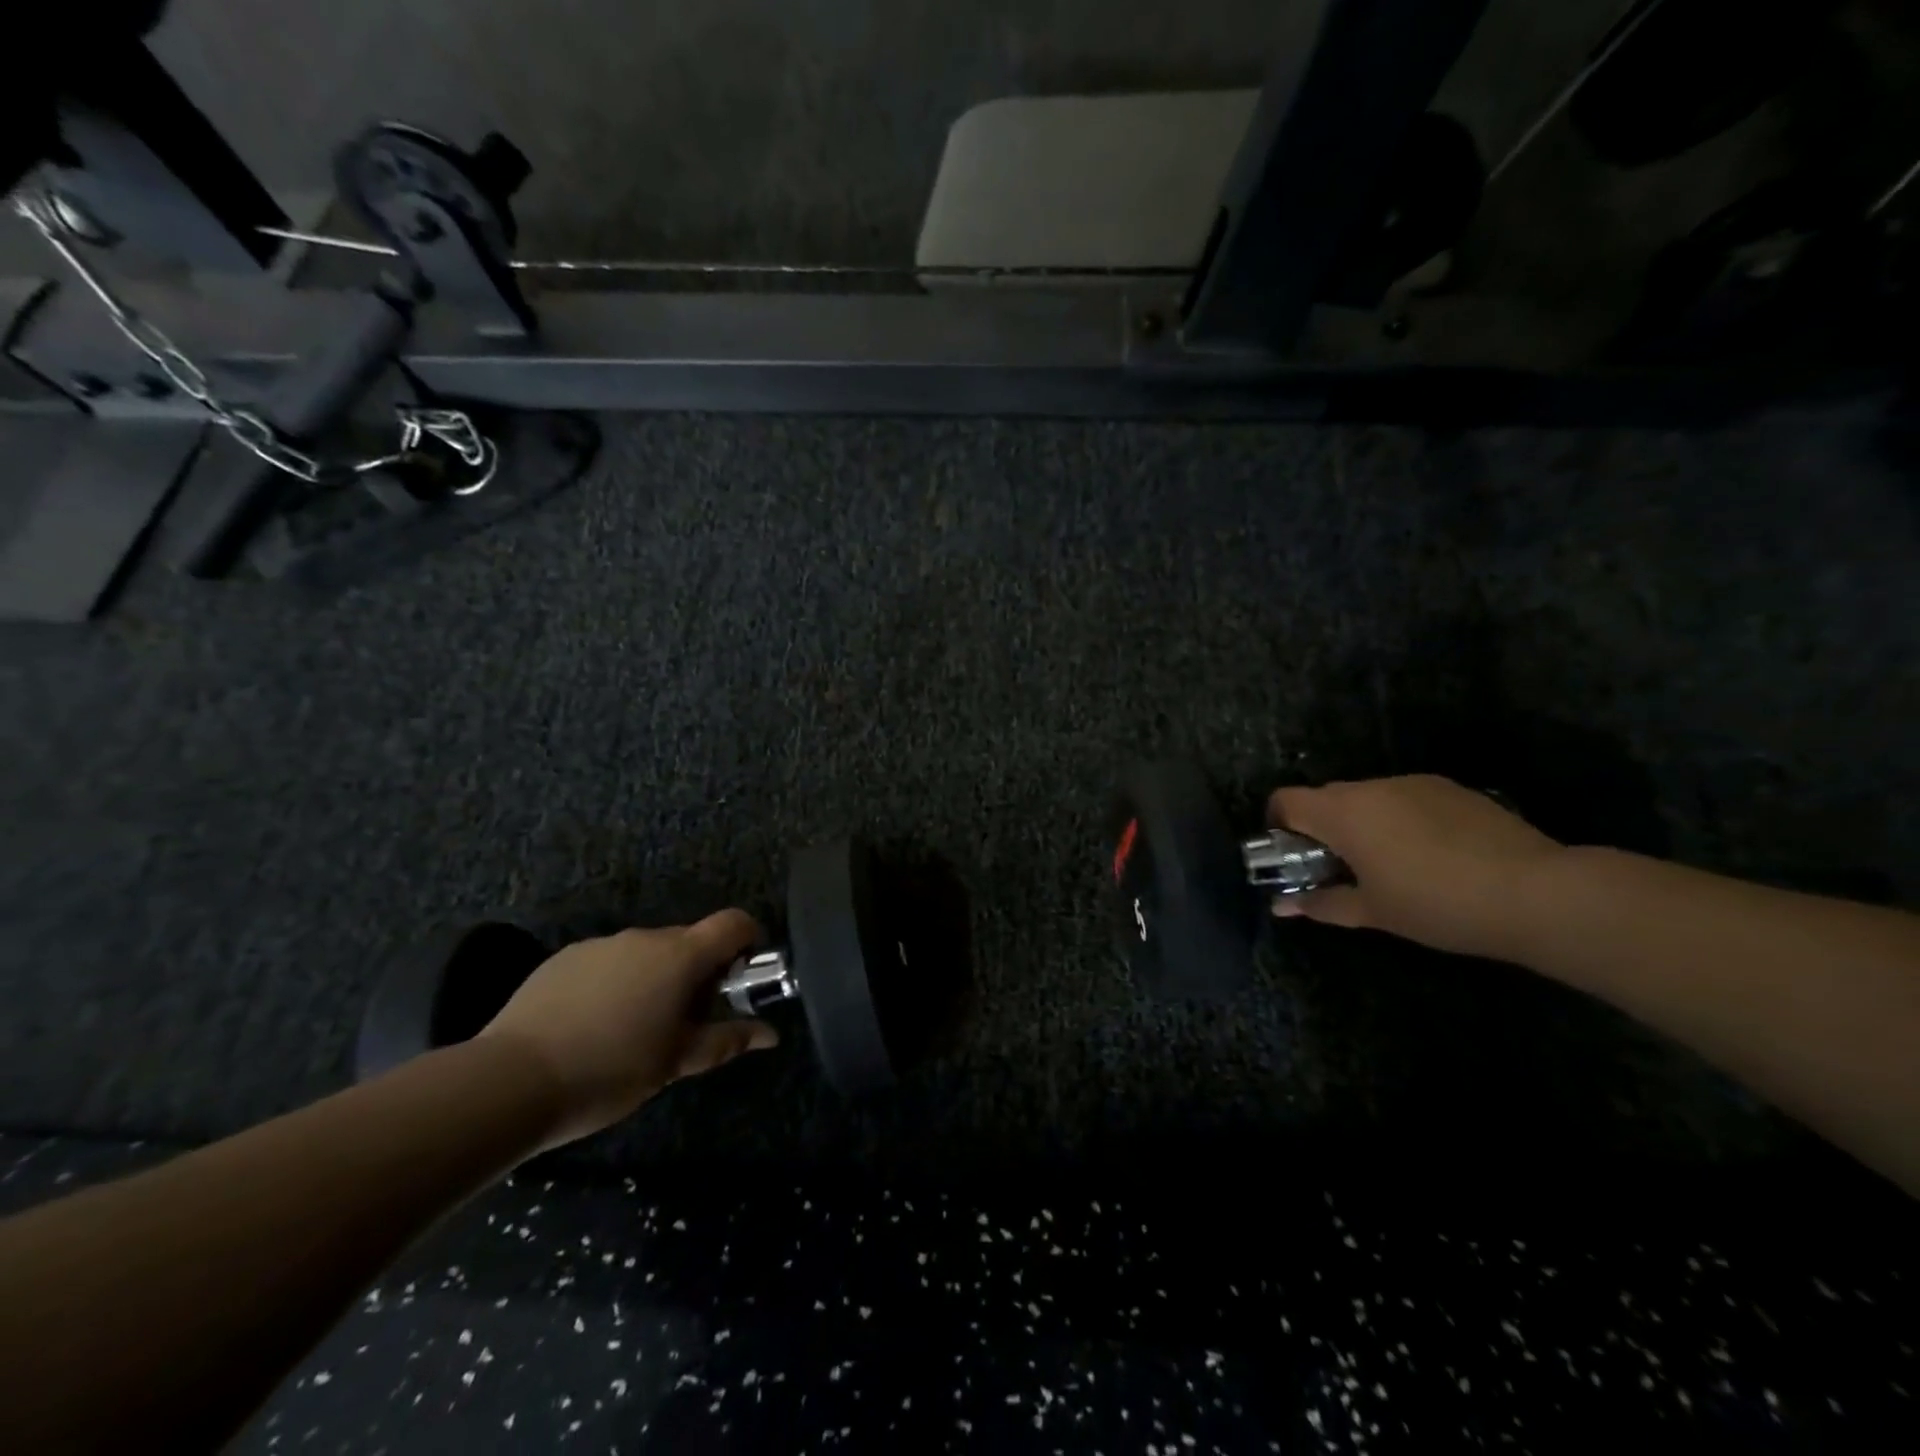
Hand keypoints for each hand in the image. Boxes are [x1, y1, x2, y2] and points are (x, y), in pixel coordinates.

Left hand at [479, 910, 777, 1148]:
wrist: (509, 1081)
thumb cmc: (610, 1070)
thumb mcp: (676, 1062)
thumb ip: (727, 1040)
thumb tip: (771, 1033)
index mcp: (680, 956)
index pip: (733, 923)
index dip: (748, 941)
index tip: (741, 977)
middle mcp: (644, 937)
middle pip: (689, 941)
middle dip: (697, 972)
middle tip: (686, 1021)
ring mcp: (601, 944)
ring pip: (645, 953)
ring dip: (654, 979)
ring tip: (633, 1029)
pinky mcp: (564, 958)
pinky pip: (608, 962)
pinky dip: (615, 983)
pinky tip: (591, 1026)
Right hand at [1268, 775, 1564, 958]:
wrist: (1537, 892)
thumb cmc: (1437, 904)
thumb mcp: (1373, 912)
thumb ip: (1322, 903)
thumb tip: (1282, 907)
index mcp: (1342, 813)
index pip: (1286, 800)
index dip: (1278, 825)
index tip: (1292, 856)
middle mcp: (1371, 787)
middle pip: (1325, 797)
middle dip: (1322, 828)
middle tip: (1339, 869)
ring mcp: (1414, 783)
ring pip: (1368, 797)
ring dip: (1363, 823)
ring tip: (1391, 865)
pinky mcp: (1451, 789)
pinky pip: (1405, 799)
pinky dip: (1400, 820)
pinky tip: (1432, 856)